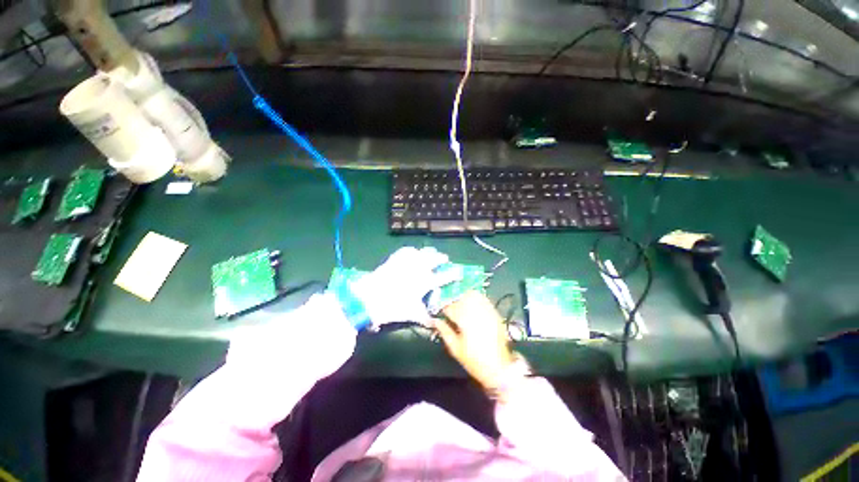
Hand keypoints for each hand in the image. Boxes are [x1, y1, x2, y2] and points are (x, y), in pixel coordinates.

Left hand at [350, 246, 458, 327]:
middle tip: (445, 258)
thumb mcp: (412, 314)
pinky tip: (413, 251)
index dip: (453, 274)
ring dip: (429, 251)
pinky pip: (407, 250)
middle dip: (442, 258)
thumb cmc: (394, 307)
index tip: (459, 271)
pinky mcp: (396, 258)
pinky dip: (412, 250)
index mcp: (425, 282)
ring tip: (432, 251)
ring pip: (423, 251)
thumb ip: (425, 318)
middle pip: (435, 259)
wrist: (370, 298)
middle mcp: (419, 269)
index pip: (444, 277)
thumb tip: (434, 324)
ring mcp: (407, 262)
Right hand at [434, 291, 515, 390]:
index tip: (440, 311)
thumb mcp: (455, 348)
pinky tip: (472, 304)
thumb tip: (435, 321)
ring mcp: (487, 311)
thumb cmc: (474, 360)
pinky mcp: (494, 313)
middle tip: (449, 306)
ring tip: (460, 303)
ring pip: (473, 295)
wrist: (499, 367)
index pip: (450, 307)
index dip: (443, 308)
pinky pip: (484, 299)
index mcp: (465, 321)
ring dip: (464, 296)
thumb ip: (444, 332)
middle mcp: (476, 312)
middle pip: (462, 297)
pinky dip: (476, 298)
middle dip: (453, 299)